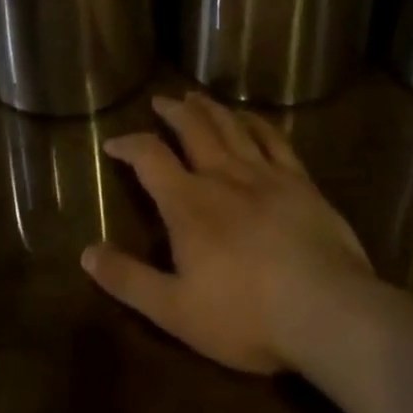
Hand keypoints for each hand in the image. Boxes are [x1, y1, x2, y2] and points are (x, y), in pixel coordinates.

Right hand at [83, 92, 376, 374]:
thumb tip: (86, 252)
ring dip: (209, 108)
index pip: (149, 157)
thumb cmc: (246, 315)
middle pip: (192, 128)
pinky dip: (256, 122)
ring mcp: (263, 174)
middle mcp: (221, 176)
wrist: (326, 311)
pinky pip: (273, 139)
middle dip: (172, 112)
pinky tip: (249, 117)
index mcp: (187, 203)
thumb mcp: (175, 310)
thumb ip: (129, 280)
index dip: (128, 144)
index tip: (113, 143)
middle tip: (161, 101)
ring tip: (195, 97)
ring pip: (230, 126)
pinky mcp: (299, 182)